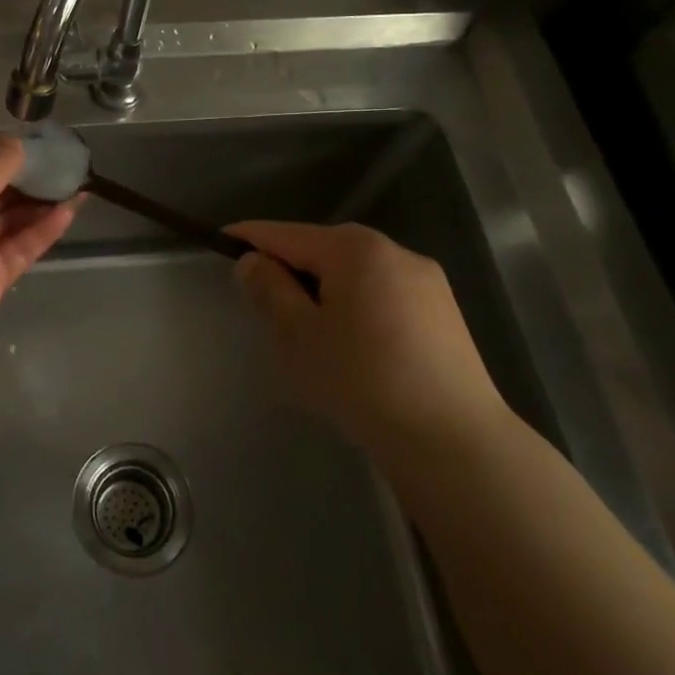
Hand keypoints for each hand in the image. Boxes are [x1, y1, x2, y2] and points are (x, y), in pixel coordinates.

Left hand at [0, 137, 78, 374]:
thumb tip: (22, 144)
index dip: (16, 149)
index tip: (52, 143)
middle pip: (1, 186)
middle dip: (35, 175)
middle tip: (73, 164)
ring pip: (15, 215)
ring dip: (45, 200)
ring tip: (80, 184)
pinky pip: (23, 244)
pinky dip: (45, 228)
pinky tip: (70, 211)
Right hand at [228, 221, 508, 465]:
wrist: (452, 440)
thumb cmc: (361, 379)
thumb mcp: (297, 335)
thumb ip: (269, 290)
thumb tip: (254, 262)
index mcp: (355, 249)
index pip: (287, 234)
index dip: (250, 237)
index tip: (221, 241)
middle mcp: (395, 252)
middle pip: (324, 250)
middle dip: (291, 269)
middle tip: (264, 304)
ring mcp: (426, 282)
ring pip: (355, 274)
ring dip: (325, 290)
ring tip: (308, 333)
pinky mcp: (444, 313)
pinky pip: (383, 295)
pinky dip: (356, 307)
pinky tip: (353, 348)